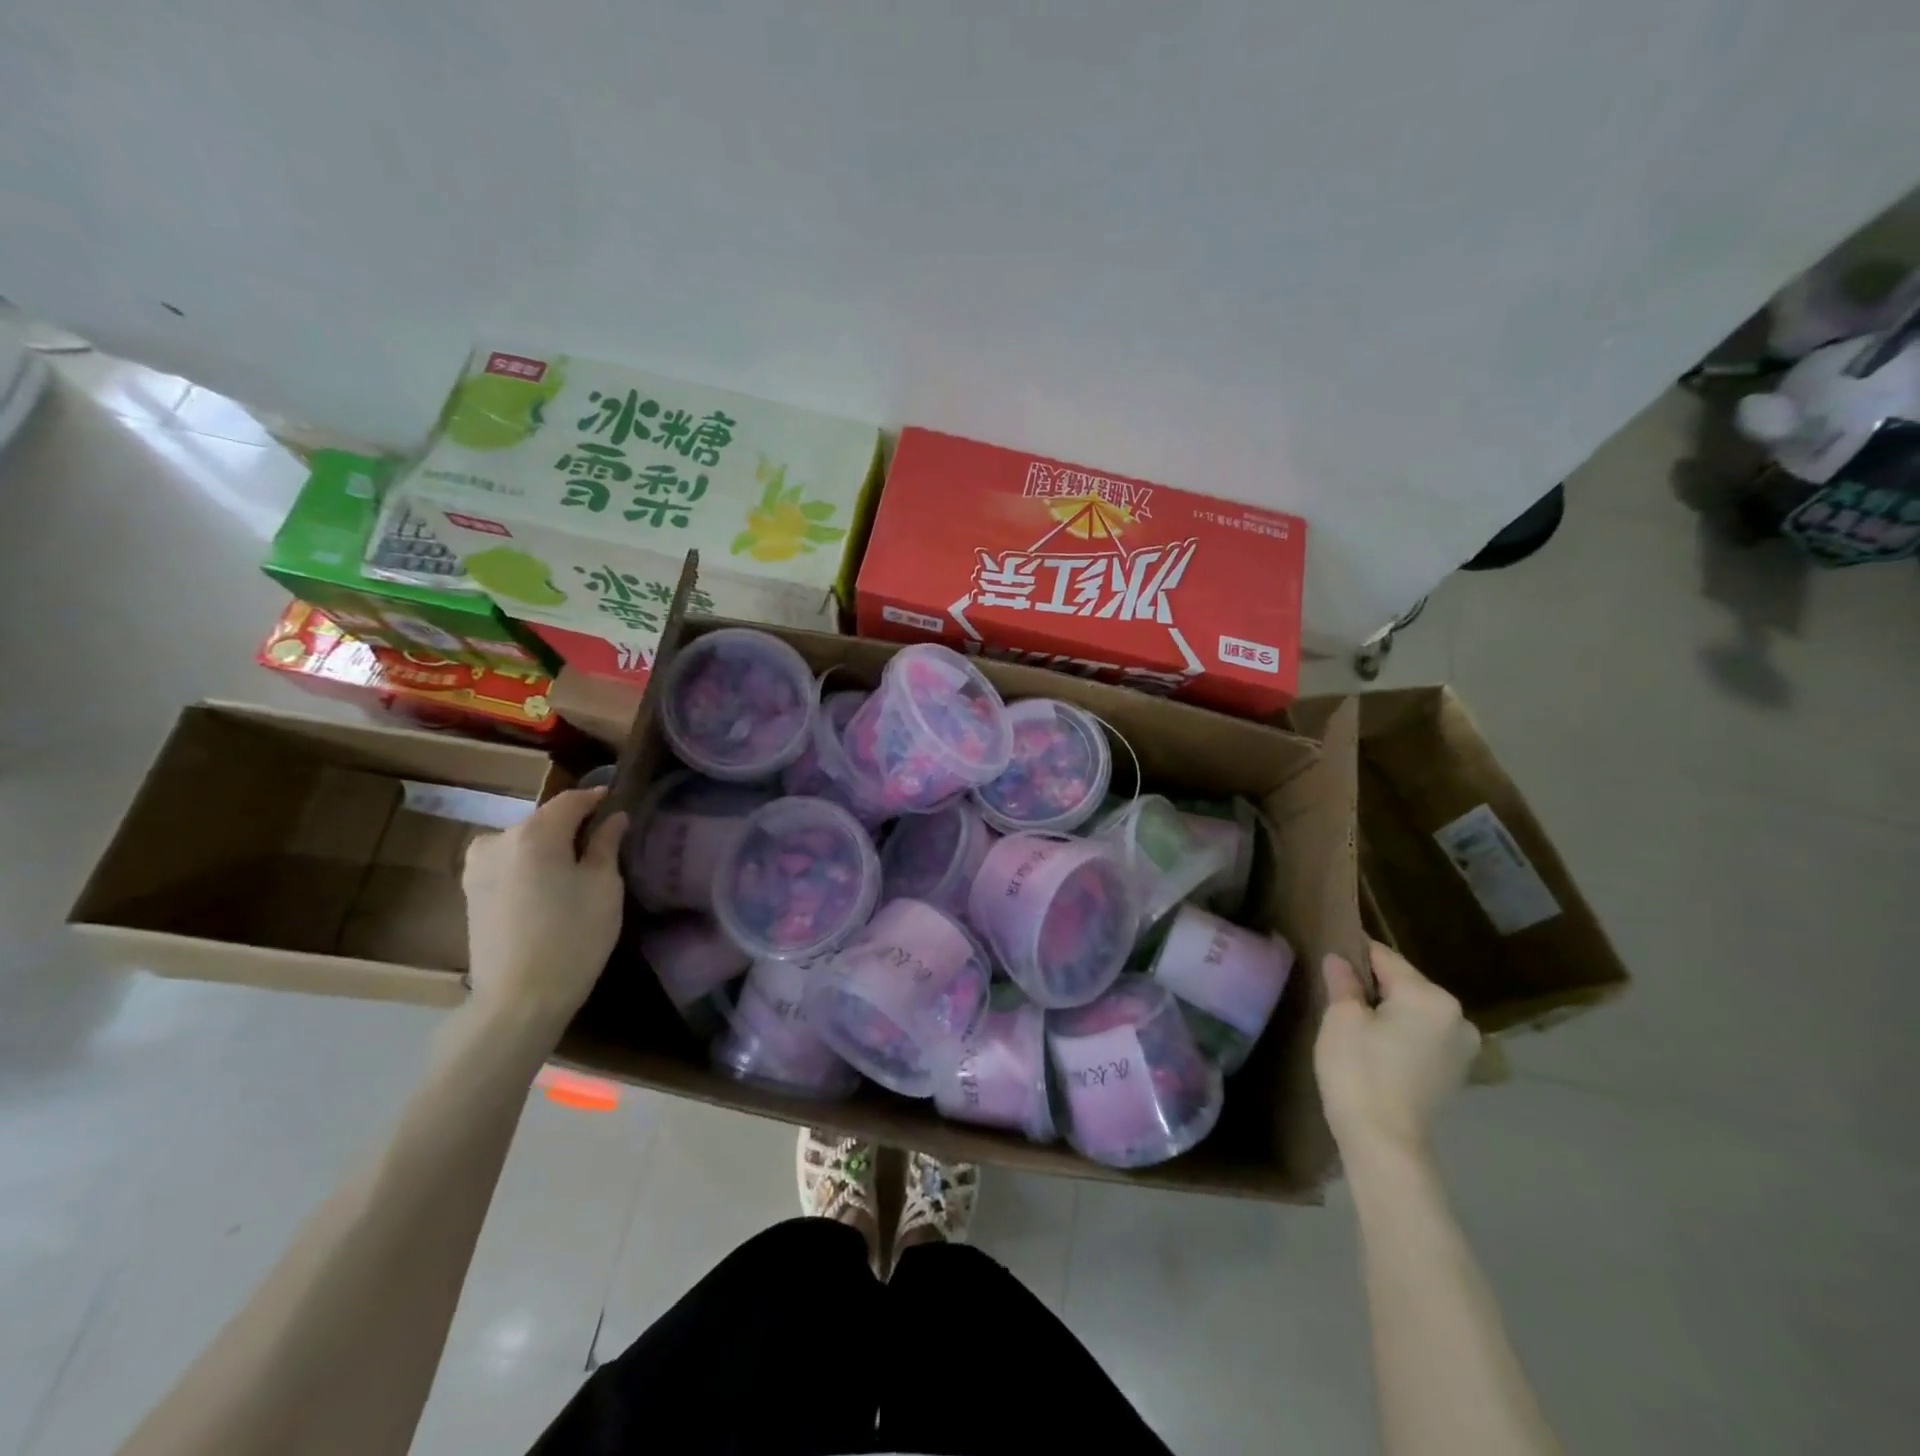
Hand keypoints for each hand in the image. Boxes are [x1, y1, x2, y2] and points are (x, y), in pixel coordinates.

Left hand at [461, 787, 627, 1037]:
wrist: (518, 1000)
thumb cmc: (573, 937)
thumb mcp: (604, 887)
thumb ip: (607, 844)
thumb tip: (613, 818)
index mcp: (535, 833)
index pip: (572, 800)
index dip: (597, 799)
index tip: (618, 803)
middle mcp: (498, 839)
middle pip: (545, 820)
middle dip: (573, 826)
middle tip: (603, 843)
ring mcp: (478, 866)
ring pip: (525, 842)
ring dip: (550, 847)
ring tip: (576, 869)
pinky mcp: (470, 891)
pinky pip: (509, 863)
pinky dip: (530, 866)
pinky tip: (549, 889)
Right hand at [1315, 939, 1479, 1161]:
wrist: (1385, 1142)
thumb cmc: (1359, 1071)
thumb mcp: (1341, 1018)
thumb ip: (1343, 981)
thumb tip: (1339, 958)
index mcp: (1431, 996)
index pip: (1385, 958)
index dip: (1353, 952)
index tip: (1329, 952)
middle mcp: (1458, 1016)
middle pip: (1405, 983)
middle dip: (1373, 983)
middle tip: (1336, 990)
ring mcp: (1463, 1047)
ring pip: (1415, 1010)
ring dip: (1388, 1009)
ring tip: (1354, 1020)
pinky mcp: (1457, 1071)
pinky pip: (1424, 1035)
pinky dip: (1402, 1032)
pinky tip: (1376, 1045)